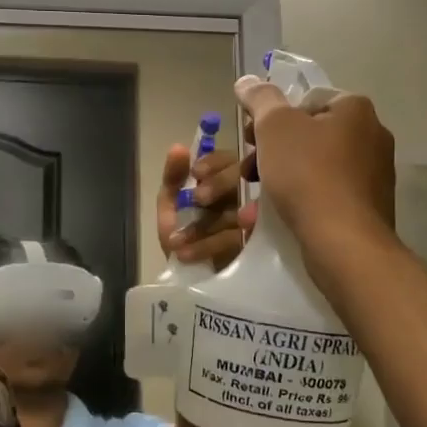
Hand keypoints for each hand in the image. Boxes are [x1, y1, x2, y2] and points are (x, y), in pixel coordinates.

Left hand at [158, 144, 247, 267]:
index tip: (197, 174)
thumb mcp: (171, 205)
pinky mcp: (255, 251)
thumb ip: (173, 178)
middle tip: (199, 199)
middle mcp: (244, 197)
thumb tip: (178, 147)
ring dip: (207, 223)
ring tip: (178, 239)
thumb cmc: (182, 233)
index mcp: (224, 182)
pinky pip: (236, 242)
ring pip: (240, 211)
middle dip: (220, 185)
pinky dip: (209, 245)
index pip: (229, 160)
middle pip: (244, 178)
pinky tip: (186, 252)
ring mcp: (253, 224)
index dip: (215, 163)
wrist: (185, 278)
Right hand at [235, 76, 395, 250]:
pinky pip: (326, 194)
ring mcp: (374, 174)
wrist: (343, 242)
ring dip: (281, 177)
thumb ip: (260, 99)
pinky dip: (301, 200)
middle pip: (310, 134)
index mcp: (356, 109)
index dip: (273, 116)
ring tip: (254, 199)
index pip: (306, 100)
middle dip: (273, 150)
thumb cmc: (308, 174)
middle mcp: (373, 136)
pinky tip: (276, 215)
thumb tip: (247, 80)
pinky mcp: (368, 208)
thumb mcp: (274, 127)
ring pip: (315, 167)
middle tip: (248, 169)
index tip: (250, 137)